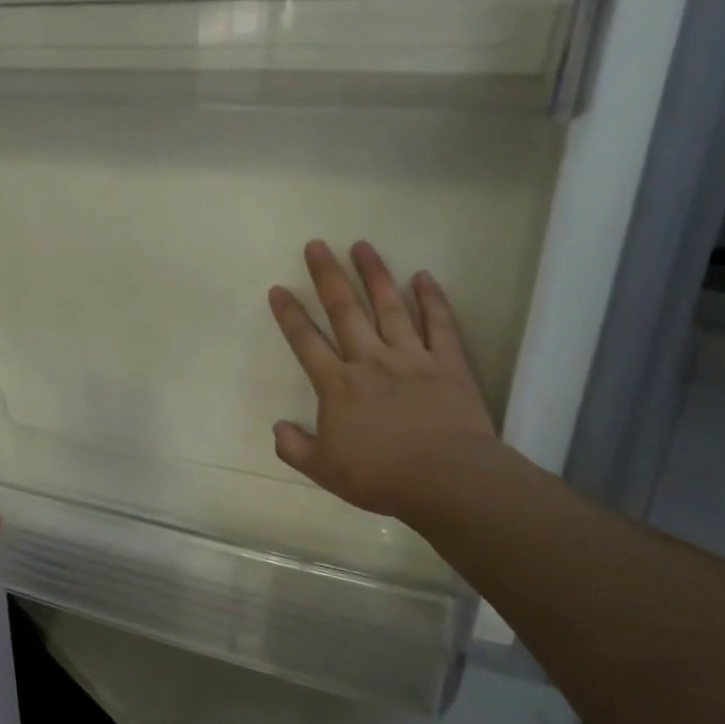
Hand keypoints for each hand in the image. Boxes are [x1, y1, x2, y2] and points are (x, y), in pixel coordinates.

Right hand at [268, 240, 500, 527]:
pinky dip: (432, 299)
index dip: (289, 315)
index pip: (306, 342)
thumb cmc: (381, 476)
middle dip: (327, 276)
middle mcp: (370, 360)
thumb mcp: (325, 471)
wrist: (447, 478)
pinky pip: (439, 324)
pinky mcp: (447, 363)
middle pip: (344, 310)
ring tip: (361, 245)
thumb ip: (295, 447)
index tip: (278, 289)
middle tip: (316, 245)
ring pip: (389, 307)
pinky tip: (422, 277)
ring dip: (374, 274)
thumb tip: (277, 427)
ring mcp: (411, 357)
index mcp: (338, 385)